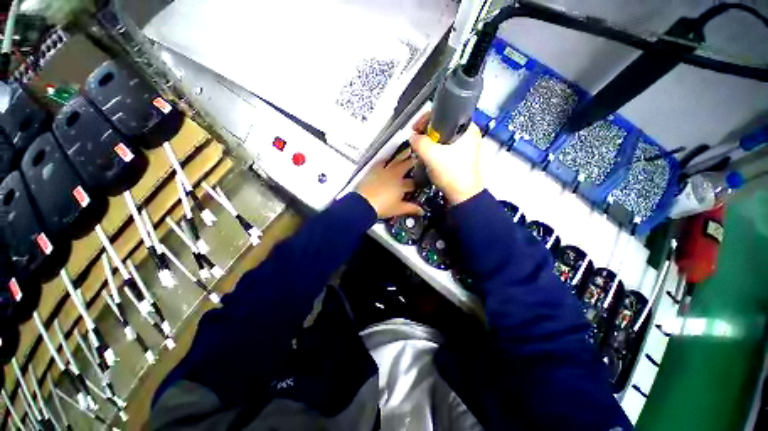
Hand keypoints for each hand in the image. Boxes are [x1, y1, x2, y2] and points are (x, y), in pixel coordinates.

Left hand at [355, 152, 423, 218]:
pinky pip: (382, 162)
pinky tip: (387, 159)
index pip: (413, 183)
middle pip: (407, 166)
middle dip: (414, 162)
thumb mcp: (398, 209)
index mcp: (402, 185)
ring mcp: (384, 171)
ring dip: (403, 155)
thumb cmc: (379, 206)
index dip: (418, 183)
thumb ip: (411, 208)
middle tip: (419, 158)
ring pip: (396, 160)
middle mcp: (394, 176)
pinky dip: (386, 159)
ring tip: (408, 151)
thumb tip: (419, 210)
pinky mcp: (374, 170)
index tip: (420, 183)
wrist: (363, 203)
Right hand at [409, 112, 482, 204]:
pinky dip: (437, 151)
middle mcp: (470, 135)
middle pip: (443, 125)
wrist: (463, 196)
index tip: (417, 128)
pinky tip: (431, 158)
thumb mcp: (431, 155)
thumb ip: (419, 142)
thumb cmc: (454, 176)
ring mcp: (467, 147)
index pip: (444, 113)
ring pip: (444, 138)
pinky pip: (447, 148)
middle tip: (418, 141)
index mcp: (467, 128)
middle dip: (427, 133)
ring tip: (423, 151)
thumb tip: (413, 138)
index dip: (426, 119)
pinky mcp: (463, 157)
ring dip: (431, 143)